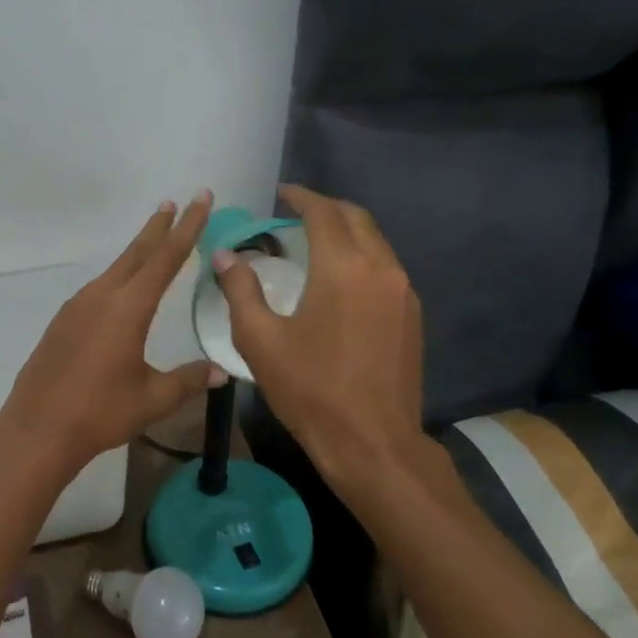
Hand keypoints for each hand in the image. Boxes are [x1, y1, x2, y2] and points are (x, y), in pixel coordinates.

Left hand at [0, 192, 227, 480]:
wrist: (37, 429)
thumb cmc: (99, 413)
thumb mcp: (152, 399)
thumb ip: (188, 380)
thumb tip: (221, 372)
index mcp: (128, 308)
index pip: (165, 258)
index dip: (187, 227)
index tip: (200, 199)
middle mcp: (102, 296)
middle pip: (137, 252)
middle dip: (159, 226)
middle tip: (176, 202)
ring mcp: (78, 306)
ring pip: (116, 268)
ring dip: (138, 250)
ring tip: (154, 237)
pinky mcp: (64, 320)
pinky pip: (99, 286)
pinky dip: (119, 274)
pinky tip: (122, 286)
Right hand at [213, 185, 422, 495]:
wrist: (374, 444)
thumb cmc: (311, 391)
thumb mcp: (260, 341)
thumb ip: (240, 290)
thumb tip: (225, 256)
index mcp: (342, 268)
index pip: (323, 212)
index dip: (301, 197)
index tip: (282, 194)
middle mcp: (380, 268)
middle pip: (356, 218)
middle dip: (326, 208)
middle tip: (297, 213)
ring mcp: (403, 292)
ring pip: (376, 241)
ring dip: (347, 231)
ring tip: (316, 242)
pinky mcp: (412, 315)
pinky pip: (386, 267)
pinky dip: (363, 256)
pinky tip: (341, 278)